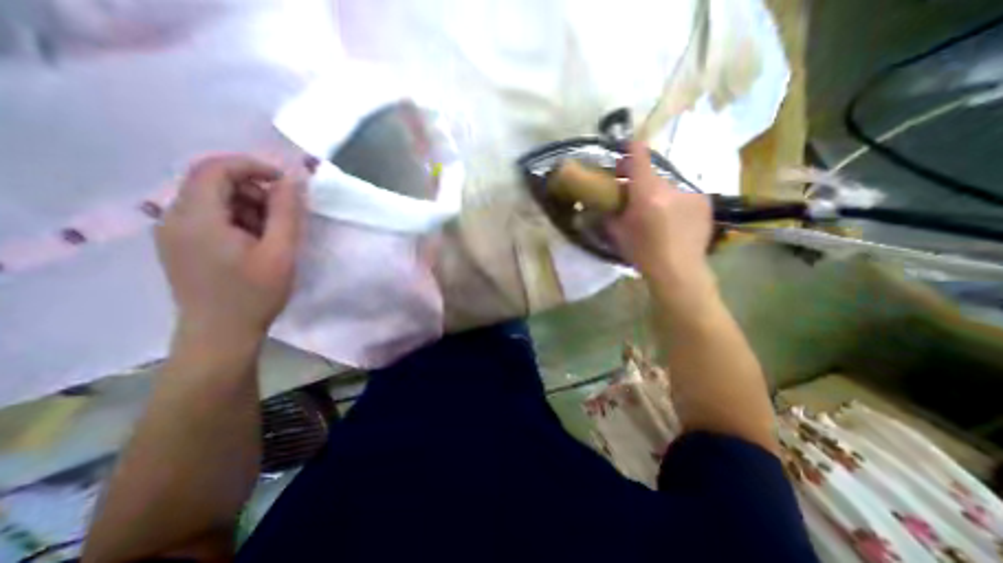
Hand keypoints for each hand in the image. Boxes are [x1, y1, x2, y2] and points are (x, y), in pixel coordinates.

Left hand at [156, 155, 302, 346]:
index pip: (214, 168)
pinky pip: (209, 217)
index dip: (253, 166)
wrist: (220, 334)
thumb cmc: (255, 294)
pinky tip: (255, 243)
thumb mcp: (281, 252)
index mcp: (196, 218)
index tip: (286, 182)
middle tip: (284, 216)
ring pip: (212, 199)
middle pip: (212, 182)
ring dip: (248, 207)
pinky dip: (237, 220)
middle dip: (254, 190)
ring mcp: (173, 232)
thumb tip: (293, 180)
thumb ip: (287, 213)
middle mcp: (174, 218)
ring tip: (272, 235)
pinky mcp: (180, 244)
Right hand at [612, 140, 712, 281]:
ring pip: (667, 188)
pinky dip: (675, 205)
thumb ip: (611, 212)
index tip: (626, 147)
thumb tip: (605, 202)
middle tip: (635, 201)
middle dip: (641, 184)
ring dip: (659, 197)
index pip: (640, 157)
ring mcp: (690, 193)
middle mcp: (671, 187)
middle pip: (652, 176)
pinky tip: (674, 223)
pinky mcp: (703, 202)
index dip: (632, 148)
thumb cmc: (643, 253)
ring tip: (658, 218)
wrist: (679, 271)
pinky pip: (683, 197)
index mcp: (647, 193)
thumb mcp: (617, 233)